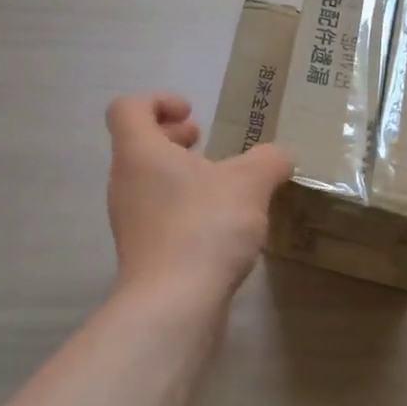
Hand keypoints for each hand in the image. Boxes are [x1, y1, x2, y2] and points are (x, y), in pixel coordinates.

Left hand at [105, 92, 295, 301]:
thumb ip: (269, 161)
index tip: (193, 114)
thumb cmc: (204, 226)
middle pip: (138, 145)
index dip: (158, 101)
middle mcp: (125, 182)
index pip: (128, 109)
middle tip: (206, 143)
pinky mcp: (143, 253)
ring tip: (222, 186)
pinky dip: (184, 208)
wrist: (174, 304)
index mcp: (139, 152)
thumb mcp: (250, 183)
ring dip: (181, 175)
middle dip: (173, 138)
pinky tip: (220, 226)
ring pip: (149, 182)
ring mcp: (130, 221)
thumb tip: (281, 156)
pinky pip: (159, 215)